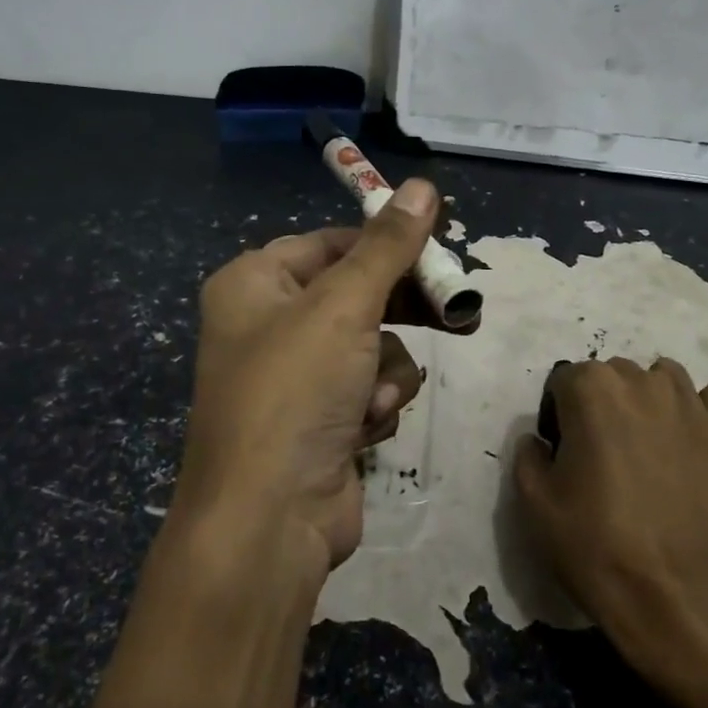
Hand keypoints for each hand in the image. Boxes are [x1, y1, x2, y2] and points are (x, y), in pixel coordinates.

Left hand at [176, 179, 444, 571]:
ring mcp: (295, 375)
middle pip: (357, 292)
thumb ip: (389, 245)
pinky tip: (367, 427)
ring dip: (386, 369)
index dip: (386, 243)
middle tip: (453, 313)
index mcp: (254, 282)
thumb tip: (424, 185)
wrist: (268, 521)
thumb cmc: (296, 391)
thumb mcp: (345, 305)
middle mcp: (268, 322)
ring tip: (376, 397)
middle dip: (401, 311)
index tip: (439, 248)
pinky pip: (369, 386)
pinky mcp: (320, 418)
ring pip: (372, 343)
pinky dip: (377, 402)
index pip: (333, 241)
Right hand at [513, 357, 707, 653]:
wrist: (673, 594)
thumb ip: (528, 455)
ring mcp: (690, 402)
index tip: (566, 451)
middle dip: (606, 402)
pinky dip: (703, 409)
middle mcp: (640, 381)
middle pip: (615, 374)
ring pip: (664, 377)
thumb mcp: (534, 502)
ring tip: (651, 444)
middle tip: (607, 452)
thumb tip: (539, 440)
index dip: (561, 414)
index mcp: (590, 389)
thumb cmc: (595, 543)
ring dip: (651, 398)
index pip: (565, 380)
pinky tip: (693, 439)